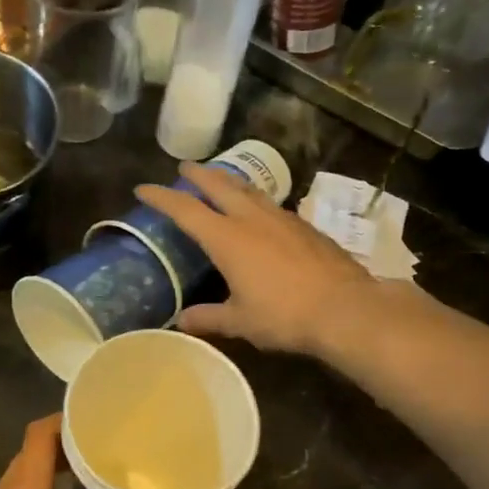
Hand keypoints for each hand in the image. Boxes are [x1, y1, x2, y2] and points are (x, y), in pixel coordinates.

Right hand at [135, 162, 378, 356]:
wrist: (345, 308)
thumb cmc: (284, 315)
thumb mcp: (239, 321)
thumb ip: (208, 318)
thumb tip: (181, 320)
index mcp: (227, 239)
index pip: (185, 210)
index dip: (162, 198)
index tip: (143, 189)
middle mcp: (252, 220)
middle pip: (219, 186)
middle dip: (198, 175)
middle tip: (184, 167)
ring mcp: (282, 219)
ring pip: (249, 191)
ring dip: (229, 182)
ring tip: (220, 181)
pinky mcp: (305, 227)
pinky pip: (271, 205)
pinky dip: (255, 200)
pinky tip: (259, 212)